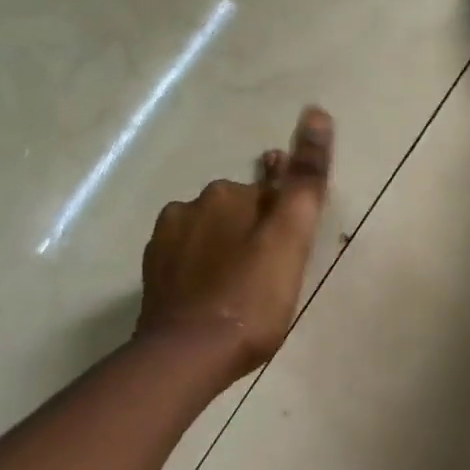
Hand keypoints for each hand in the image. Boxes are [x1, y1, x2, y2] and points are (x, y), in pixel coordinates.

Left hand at [135, 105, 333, 380]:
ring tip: (244, 288)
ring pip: (210, 232)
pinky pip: (187, 258)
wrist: (186, 357)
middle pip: (237, 209)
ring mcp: (165, 241)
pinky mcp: (152, 274)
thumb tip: (317, 112)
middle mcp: (190, 206)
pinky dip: (203, 269)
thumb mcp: (291, 236)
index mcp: (227, 194)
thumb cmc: (251, 297)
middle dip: (255, 229)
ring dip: (227, 247)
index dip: (285, 215)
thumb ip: (305, 177)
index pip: (269, 189)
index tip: (290, 247)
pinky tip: (214, 295)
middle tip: (272, 273)